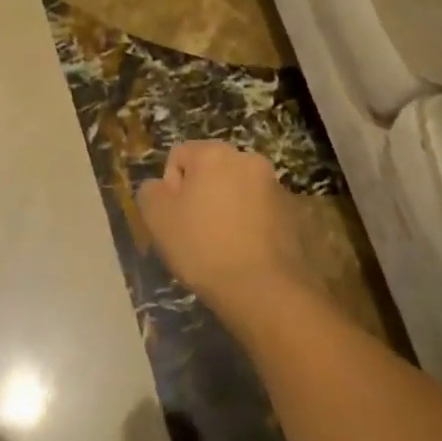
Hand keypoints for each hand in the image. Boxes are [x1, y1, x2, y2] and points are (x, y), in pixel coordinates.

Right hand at [138, 143, 310, 320]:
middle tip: (195, 231)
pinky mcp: (291, 211)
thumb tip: (160, 187)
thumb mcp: (157, 218)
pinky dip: (249, 222)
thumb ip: (150, 191)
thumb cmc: (203, 246)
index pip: (180, 156)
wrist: (263, 288)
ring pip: (237, 190)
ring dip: (226, 208)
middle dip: (201, 194)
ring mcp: (274, 184)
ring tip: (221, 245)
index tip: (175, 218)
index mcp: (215, 153)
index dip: (171, 187)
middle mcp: (248, 159)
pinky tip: (244, 251)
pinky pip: (258, 210)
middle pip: (211, 170)